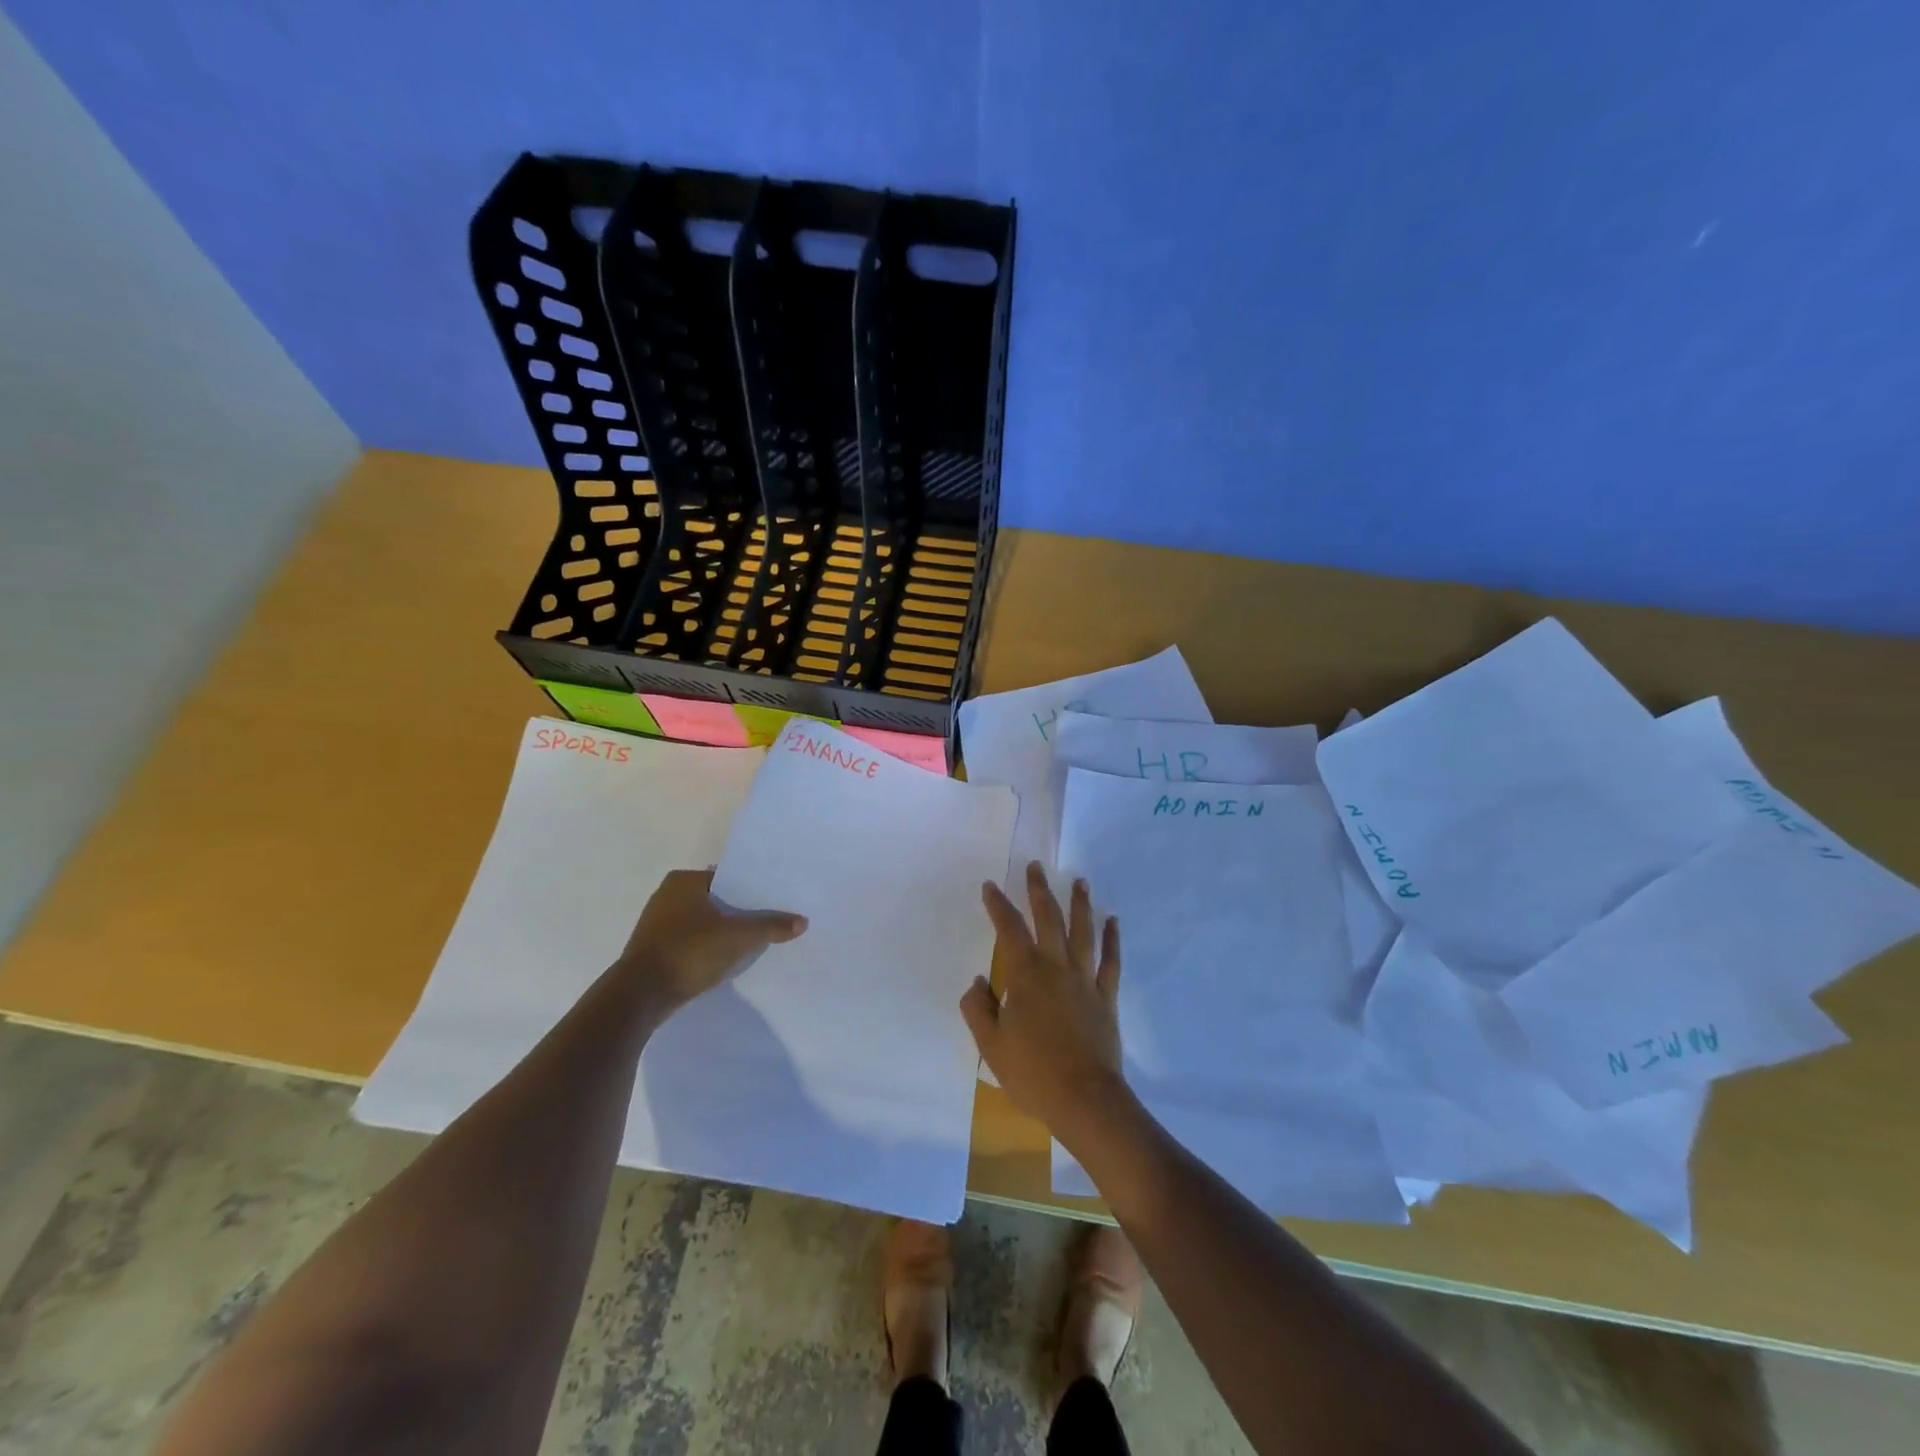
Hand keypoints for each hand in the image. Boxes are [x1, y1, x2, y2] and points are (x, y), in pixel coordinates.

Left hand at [613, 869, 806, 1016]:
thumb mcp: (738, 937)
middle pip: (716, 899)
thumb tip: (802, 921)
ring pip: (703, 922)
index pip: (727, 877)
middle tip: (769, 920)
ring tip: (752, 940)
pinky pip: (691, 941)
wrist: (640, 996)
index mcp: (684, 881)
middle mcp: (667, 895)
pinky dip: (707, 947)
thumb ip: (770, 926)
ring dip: (723, 931)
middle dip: (739, 911)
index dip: (751, 888)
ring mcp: (657, 924)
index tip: (774, 899)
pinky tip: (725, 959)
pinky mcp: (654, 950)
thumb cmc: (689, 952)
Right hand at [961, 862, 1129, 1142]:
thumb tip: (977, 982)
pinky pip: (1110, 962)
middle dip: (1040, 891)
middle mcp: (1056, 968)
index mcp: (1026, 975)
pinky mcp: (1106, 998)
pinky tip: (1113, 921)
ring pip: (1083, 932)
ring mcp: (1085, 980)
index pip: (1009, 929)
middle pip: (1049, 919)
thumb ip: (978, 1009)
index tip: (990, 886)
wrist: (1084, 1099)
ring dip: (1081, 904)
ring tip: (1080, 881)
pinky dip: (1112, 940)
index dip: (998, 905)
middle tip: (1036, 867)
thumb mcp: (991, 1045)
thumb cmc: (1033, 1073)